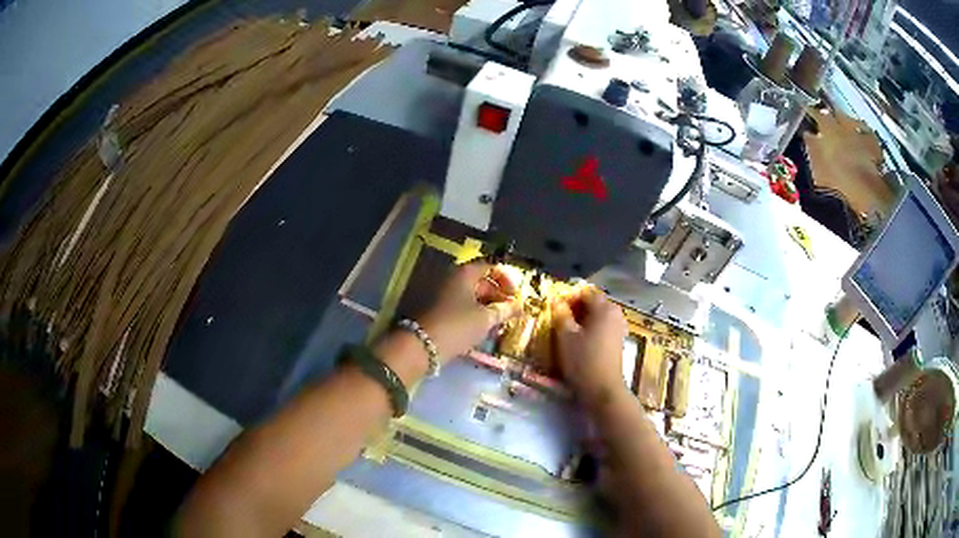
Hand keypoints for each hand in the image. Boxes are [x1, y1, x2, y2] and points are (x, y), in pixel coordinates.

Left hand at [417, 261, 521, 360]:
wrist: (421, 346)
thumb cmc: (457, 326)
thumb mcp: (486, 318)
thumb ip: (505, 310)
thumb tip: (520, 305)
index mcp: (465, 273)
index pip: (491, 266)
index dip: (507, 279)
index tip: (516, 296)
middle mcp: (453, 278)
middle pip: (481, 281)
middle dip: (498, 296)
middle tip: (510, 313)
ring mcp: (443, 294)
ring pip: (472, 296)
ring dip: (488, 307)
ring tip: (499, 324)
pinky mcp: (438, 310)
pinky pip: (461, 307)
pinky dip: (475, 314)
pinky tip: (483, 330)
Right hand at [552, 287, 627, 408]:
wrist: (603, 390)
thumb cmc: (583, 360)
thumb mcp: (566, 336)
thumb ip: (561, 314)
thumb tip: (556, 300)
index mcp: (604, 308)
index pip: (584, 292)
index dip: (568, 297)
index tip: (554, 309)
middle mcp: (615, 313)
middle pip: (593, 302)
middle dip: (575, 307)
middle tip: (558, 320)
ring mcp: (619, 327)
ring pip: (597, 315)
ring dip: (582, 319)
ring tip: (566, 331)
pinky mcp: (618, 340)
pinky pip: (602, 326)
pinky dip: (590, 328)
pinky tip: (579, 341)